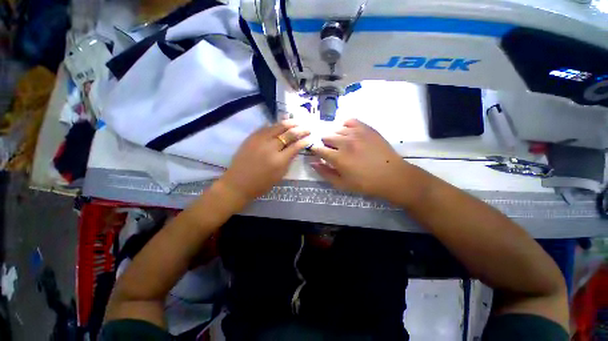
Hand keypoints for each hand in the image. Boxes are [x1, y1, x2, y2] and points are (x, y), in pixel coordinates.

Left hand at [219, 120, 309, 203]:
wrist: (238, 183)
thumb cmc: (261, 184)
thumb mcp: (280, 175)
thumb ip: (289, 161)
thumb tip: (295, 149)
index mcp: (279, 160)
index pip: (296, 146)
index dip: (304, 140)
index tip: (310, 137)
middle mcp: (270, 147)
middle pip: (288, 133)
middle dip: (300, 129)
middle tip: (307, 128)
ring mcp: (260, 140)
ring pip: (277, 127)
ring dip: (289, 123)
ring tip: (296, 121)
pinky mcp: (251, 137)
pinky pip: (265, 127)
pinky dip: (275, 125)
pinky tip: (280, 123)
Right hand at [310, 119, 417, 202]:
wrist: (392, 175)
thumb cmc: (365, 183)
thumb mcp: (342, 184)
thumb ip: (325, 173)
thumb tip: (313, 163)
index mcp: (338, 158)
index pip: (318, 149)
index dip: (315, 151)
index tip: (318, 154)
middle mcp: (344, 142)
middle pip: (326, 137)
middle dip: (325, 144)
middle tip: (332, 151)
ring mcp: (356, 133)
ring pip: (336, 129)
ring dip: (335, 136)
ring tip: (341, 144)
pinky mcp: (366, 128)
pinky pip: (349, 121)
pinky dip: (345, 126)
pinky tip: (348, 133)